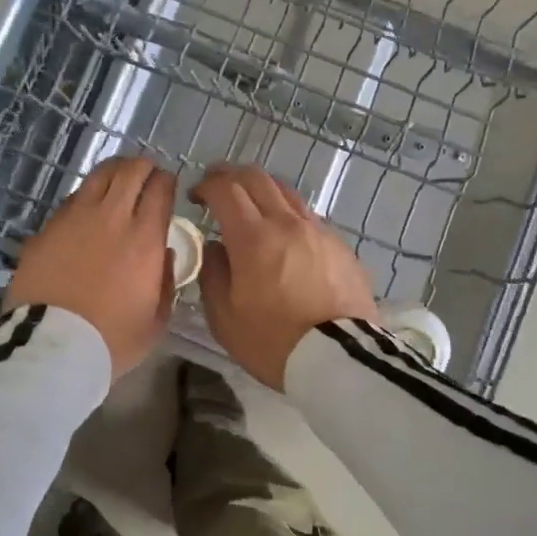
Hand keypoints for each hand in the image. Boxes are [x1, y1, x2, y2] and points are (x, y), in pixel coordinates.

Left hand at [5, 155, 176, 380]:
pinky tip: (87, 208)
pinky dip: (87, 195)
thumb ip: (166, 282)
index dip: (167, 181)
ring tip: (118, 179)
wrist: (51, 346)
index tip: (168, 185)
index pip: (160, 189)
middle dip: (143, 166)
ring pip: (99, 175)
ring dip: (114, 171)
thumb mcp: (155, 321)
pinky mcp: (47, 227)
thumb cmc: (110, 340)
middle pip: (131, 171)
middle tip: (146, 173)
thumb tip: (164, 253)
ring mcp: (75, 217)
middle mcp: (112, 217)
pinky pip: (73, 198)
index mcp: (144, 238)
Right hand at [192, 165, 377, 389]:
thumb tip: (216, 247)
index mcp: (253, 238)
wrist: (339, 359)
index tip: (196, 197)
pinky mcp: (340, 245)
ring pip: (286, 191)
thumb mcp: (224, 317)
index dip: (206, 185)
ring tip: (251, 205)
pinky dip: (287, 214)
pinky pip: (308, 216)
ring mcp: (318, 231)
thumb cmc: (272, 342)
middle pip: (257, 178)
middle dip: (231, 176)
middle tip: (218, 187)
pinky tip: (284, 235)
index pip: (225, 189)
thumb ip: (212, 273)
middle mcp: (286, 223)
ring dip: (262, 189)